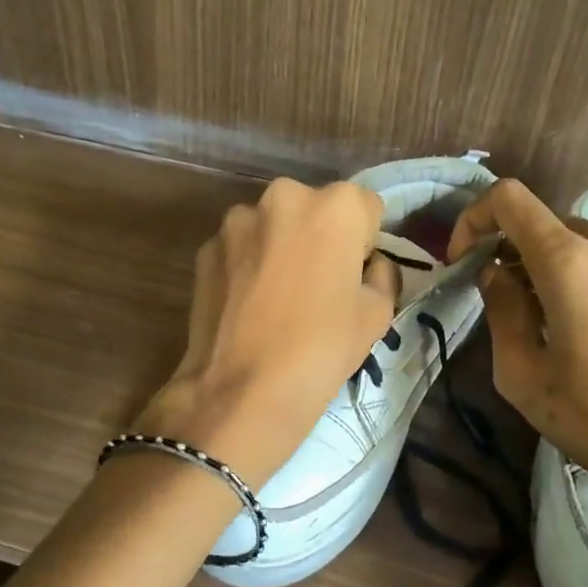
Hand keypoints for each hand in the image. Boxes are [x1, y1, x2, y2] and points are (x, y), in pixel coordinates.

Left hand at [137, 179, 400, 489]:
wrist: (242, 390)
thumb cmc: (322, 348)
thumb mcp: (378, 314)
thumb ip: (381, 274)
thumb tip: (368, 265)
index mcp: (335, 205)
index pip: (365, 207)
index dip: (365, 241)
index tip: (355, 275)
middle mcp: (284, 196)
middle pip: (315, 209)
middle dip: (320, 236)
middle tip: (319, 285)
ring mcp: (237, 220)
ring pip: (274, 226)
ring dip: (281, 246)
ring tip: (278, 297)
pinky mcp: (206, 247)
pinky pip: (240, 248)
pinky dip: (248, 265)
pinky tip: (249, 305)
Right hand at [448, 180, 587, 586]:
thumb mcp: (525, 377)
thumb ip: (501, 312)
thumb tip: (496, 274)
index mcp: (572, 261)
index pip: (510, 199)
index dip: (474, 218)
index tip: (463, 260)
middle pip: (545, 225)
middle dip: (512, 255)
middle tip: (503, 307)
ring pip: (578, 245)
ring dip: (547, 271)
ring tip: (545, 328)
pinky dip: (581, 280)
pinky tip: (586, 334)